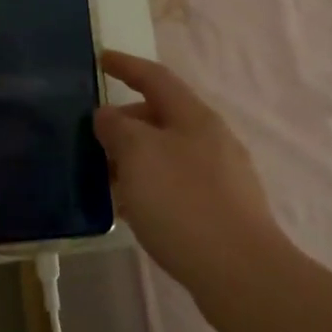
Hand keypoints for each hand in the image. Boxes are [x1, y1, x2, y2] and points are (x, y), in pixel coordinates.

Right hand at [95, 51, 280, 281]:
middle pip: (161, 117)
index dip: (127, 66)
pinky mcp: (222, 210)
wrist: (240, 273)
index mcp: (194, 117)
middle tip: (92, 140)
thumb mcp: (138, 154)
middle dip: (125, 123)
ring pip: (167, 154)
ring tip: (105, 178)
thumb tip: (108, 116)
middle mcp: (212, 139)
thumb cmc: (183, 202)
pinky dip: (150, 187)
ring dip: (135, 159)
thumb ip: (117, 127)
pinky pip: (176, 185)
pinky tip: (133, 210)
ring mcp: (221, 176)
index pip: (156, 78)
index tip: (101, 58)